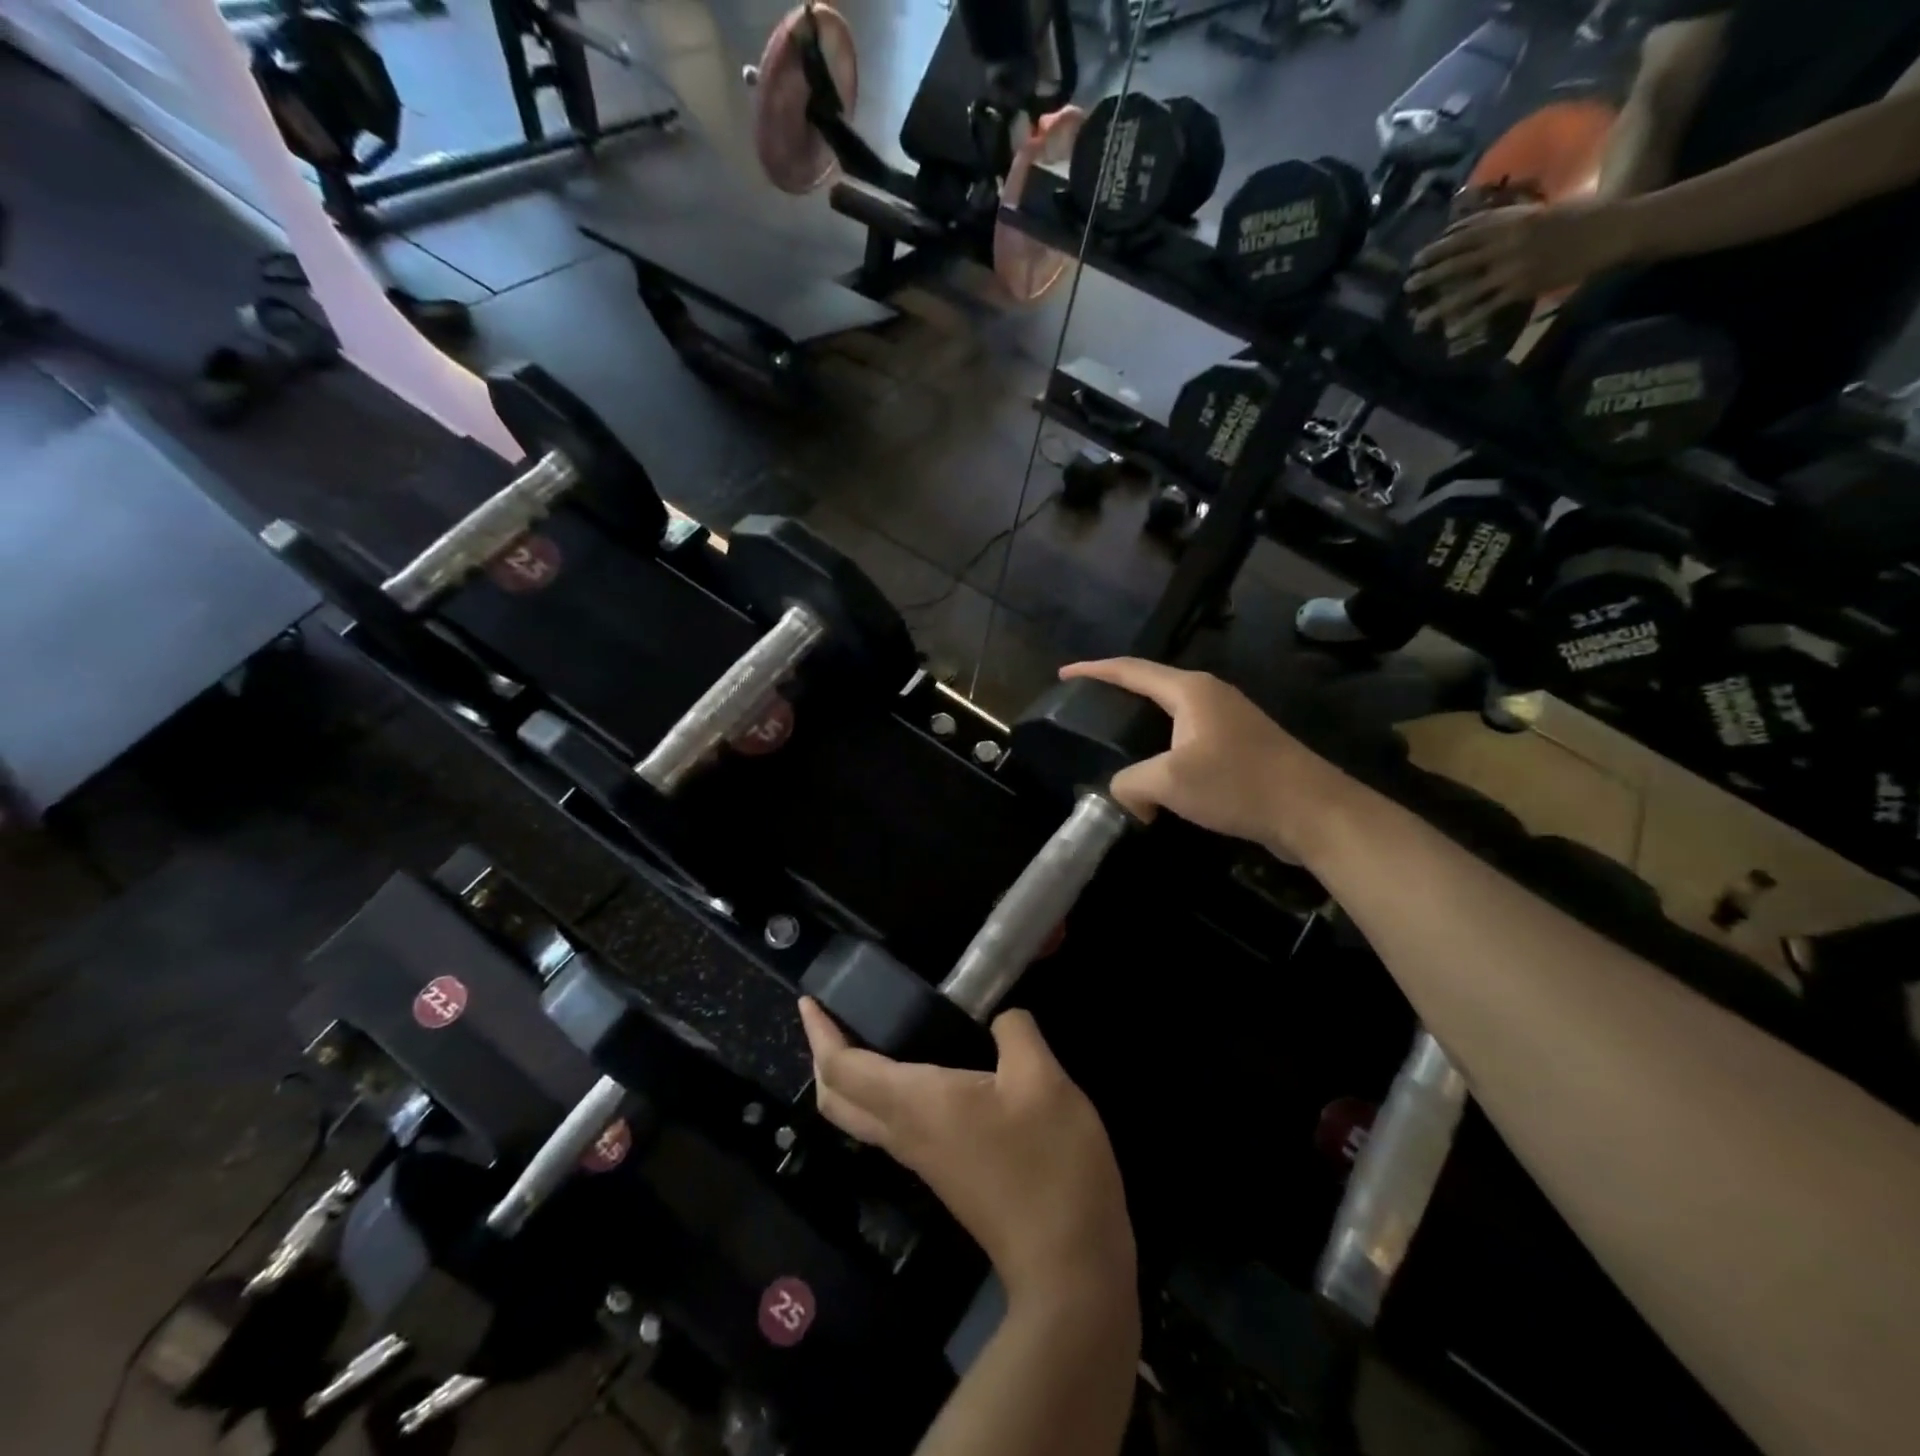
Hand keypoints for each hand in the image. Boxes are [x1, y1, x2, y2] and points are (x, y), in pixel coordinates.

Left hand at [798, 999, 1133, 1304]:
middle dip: (824, 1056)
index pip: (843, 1069)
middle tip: (830, 1018)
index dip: (821, 1034)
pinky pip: (891, 1125)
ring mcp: (923, 1158)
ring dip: (849, 1076)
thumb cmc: (1048, 1163)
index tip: (808, 1002)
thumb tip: (1003, 1018)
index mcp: (915, 1103)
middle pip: (837, 1099)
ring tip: (868, 1034)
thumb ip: (1016, 1033)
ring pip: (861, 1115)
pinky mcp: (945, 1173)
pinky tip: (919, 1072)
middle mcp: (906, 1132)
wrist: (1068, 1265)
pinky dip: (881, 1092)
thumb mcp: (1043, 1080)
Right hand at [1059, 658, 1347, 860]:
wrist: (1312, 811)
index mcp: (1190, 691)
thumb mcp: (1170, 781)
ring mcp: (1229, 721)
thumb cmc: (1238, 783)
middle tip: (1085, 709)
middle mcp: (1210, 696)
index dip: (1094, 670)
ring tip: (1114, 740)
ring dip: (1142, 727)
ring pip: (1172, 716)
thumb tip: (1126, 796)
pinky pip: (1188, 740)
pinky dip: (1163, 750)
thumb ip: (1130, 783)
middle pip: (1152, 686)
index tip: (1064, 673)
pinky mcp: (1241, 748)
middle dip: (1117, 694)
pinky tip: (1155, 773)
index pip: (1131, 670)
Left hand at [1405, 197, 1633, 338]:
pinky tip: (1452, 331)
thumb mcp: (1539, 213)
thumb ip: (1507, 221)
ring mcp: (1515, 267)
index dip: (1439, 247)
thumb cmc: (1579, 218)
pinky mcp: (1524, 286)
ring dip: (1441, 306)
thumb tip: (1477, 228)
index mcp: (1513, 222)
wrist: (1614, 229)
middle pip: (1459, 261)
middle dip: (1431, 274)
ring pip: (1468, 289)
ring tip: (1419, 319)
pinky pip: (1490, 307)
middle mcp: (1509, 243)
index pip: (1466, 234)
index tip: (1417, 258)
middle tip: (1407, 285)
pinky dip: (1469, 320)